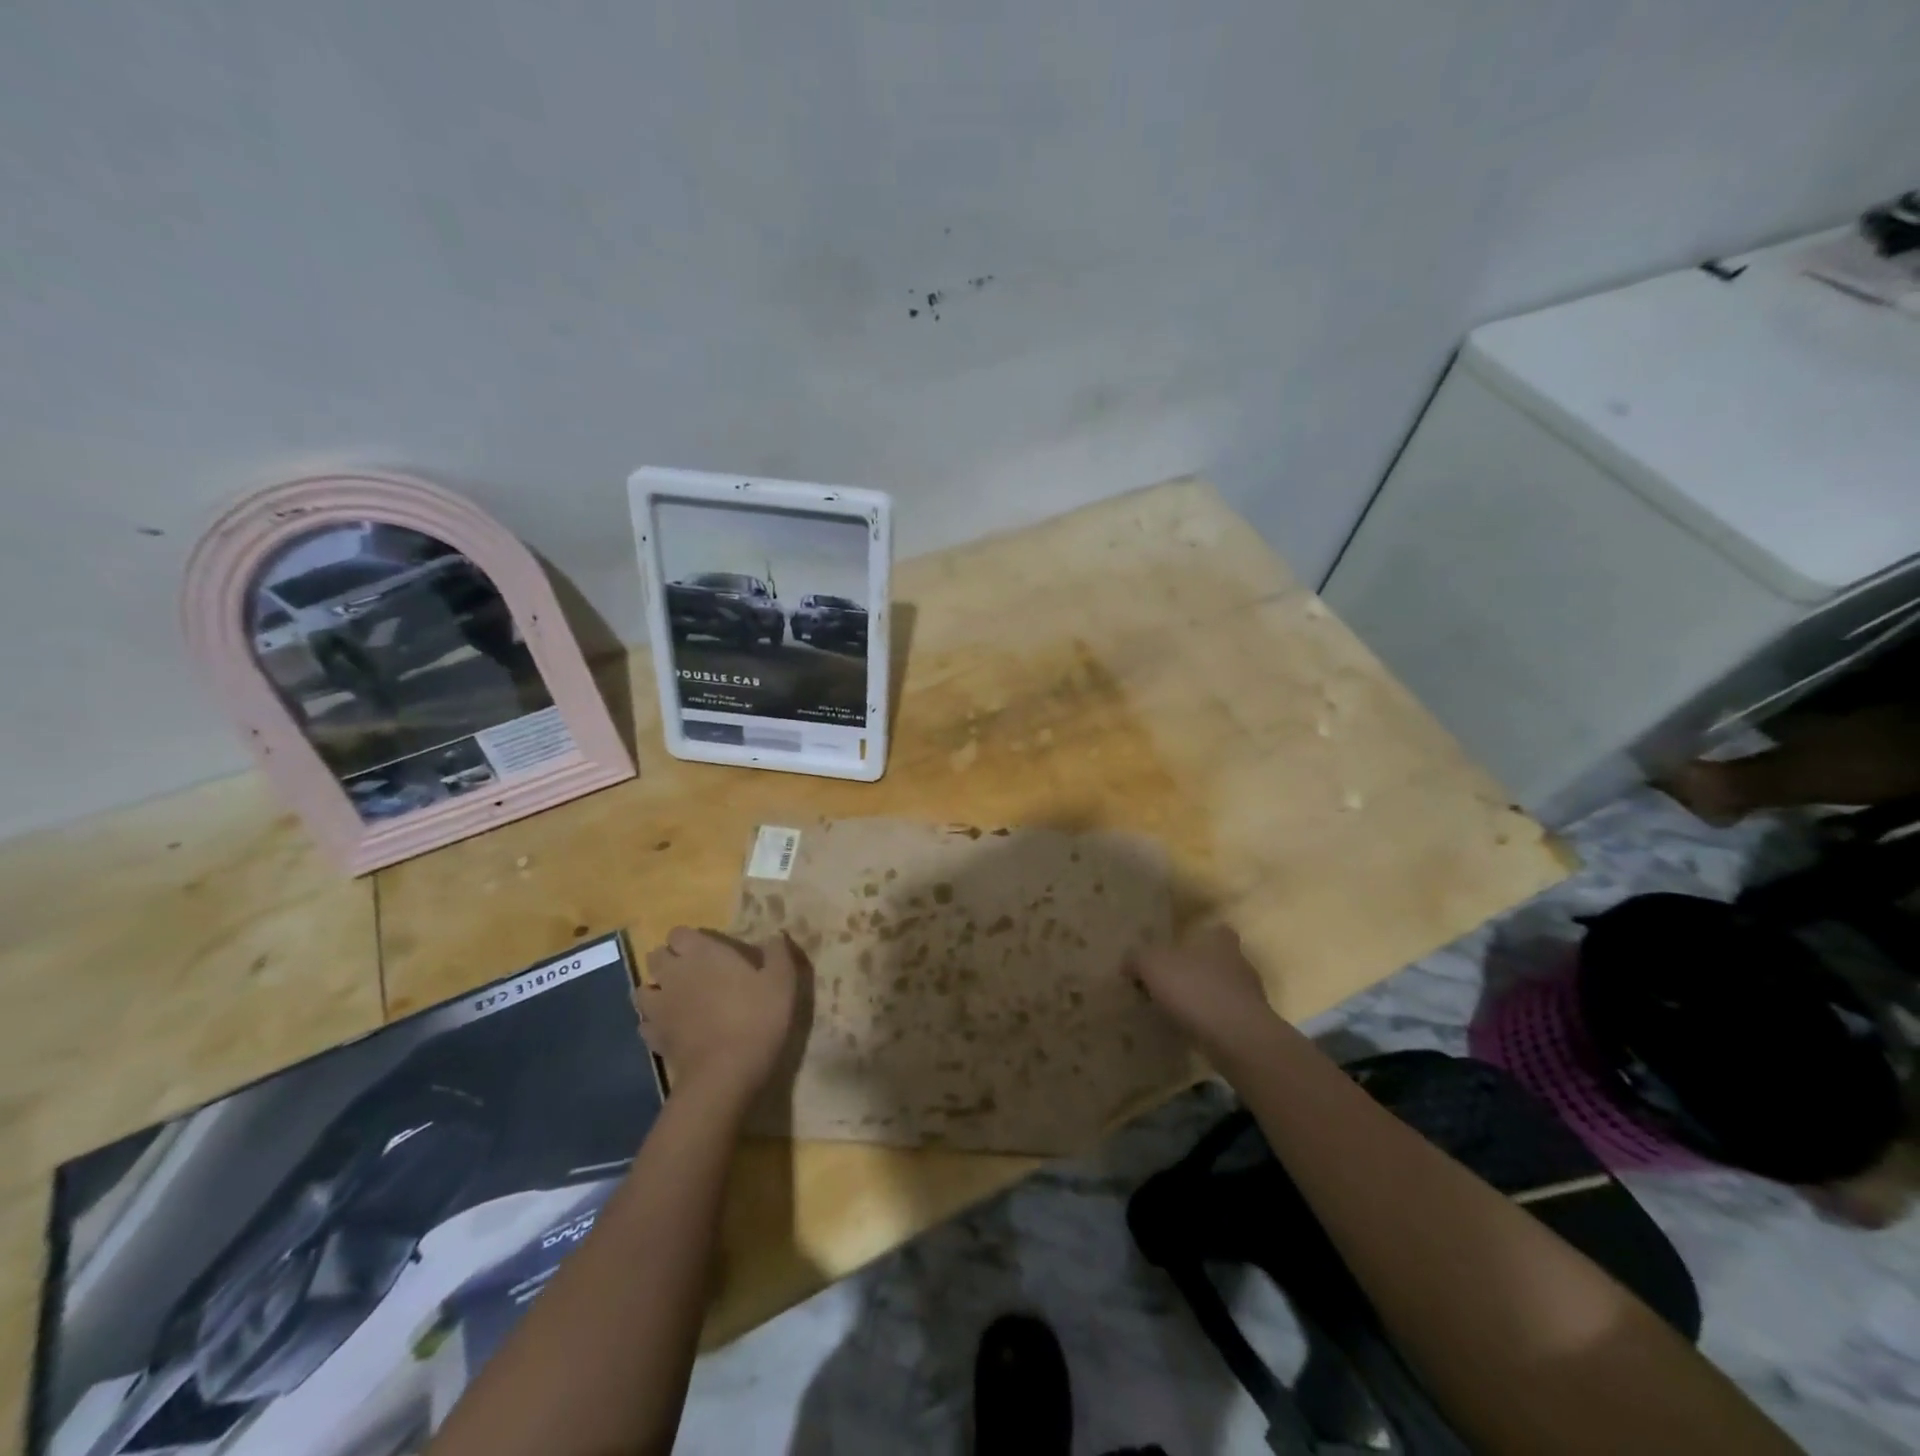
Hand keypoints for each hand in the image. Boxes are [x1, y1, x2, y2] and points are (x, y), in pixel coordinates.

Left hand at [638, 927, 802, 1107]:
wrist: (726, 1072)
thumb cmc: (756, 1018)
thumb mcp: (781, 981)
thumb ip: (778, 953)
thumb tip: (776, 934)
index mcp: (702, 953)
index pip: (679, 933)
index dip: (689, 940)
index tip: (707, 950)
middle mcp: (674, 974)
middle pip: (656, 956)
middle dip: (669, 960)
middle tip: (693, 972)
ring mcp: (659, 1006)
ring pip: (643, 988)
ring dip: (656, 989)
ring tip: (676, 999)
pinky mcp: (653, 1037)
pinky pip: (645, 1022)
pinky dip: (654, 1022)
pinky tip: (671, 1028)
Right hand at [1127, 924, 1278, 1061]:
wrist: (1237, 1039)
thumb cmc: (1195, 989)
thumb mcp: (1152, 965)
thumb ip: (1137, 958)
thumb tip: (1127, 963)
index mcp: (1220, 942)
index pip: (1215, 932)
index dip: (1198, 940)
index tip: (1176, 952)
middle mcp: (1240, 964)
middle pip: (1217, 962)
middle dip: (1195, 972)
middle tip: (1168, 985)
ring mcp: (1250, 998)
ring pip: (1221, 992)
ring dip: (1202, 1000)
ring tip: (1175, 1012)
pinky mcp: (1251, 1027)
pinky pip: (1225, 1019)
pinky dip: (1209, 1024)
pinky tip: (1190, 1032)